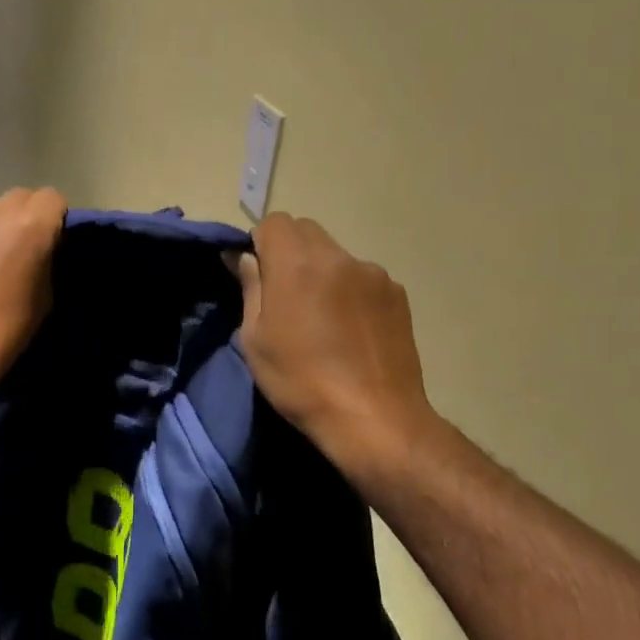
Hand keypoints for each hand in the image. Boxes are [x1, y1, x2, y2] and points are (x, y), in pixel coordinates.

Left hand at [0, 187, 66, 401]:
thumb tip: (39, 251)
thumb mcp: (46, 297)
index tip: (53, 242)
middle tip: (23, 248)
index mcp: (30, 225)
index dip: (56, 218)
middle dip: (27, 215)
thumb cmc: (6, 330)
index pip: (53, 198)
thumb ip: (45, 260)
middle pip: (20, 197)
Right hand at [234, 214, 440, 491]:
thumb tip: (242, 256)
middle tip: (285, 296)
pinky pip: (363, 277)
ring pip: (336, 255)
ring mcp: (374, 274)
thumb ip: (250, 287)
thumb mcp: (256, 339)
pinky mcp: (397, 294)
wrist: (374, 418)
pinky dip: (350, 290)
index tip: (258, 275)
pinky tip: (351, 330)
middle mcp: (338, 256)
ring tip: (323, 319)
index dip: (260, 242)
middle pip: (306, 231)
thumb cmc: (300, 381)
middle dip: (290, 251)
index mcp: (297, 264)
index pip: (274, 221)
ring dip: (322, 271)